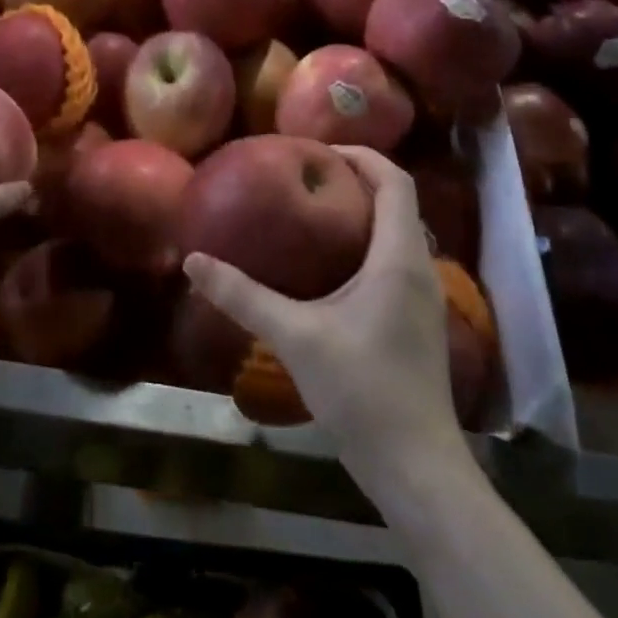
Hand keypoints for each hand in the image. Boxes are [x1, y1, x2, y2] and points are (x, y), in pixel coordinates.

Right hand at [183, 148, 460, 467]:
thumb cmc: (362, 391)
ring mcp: (424, 298)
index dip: (361, 155)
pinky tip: (331, 267)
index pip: (394, 180)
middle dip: (357, 180)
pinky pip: (396, 260)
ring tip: (314, 212)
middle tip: (306, 177)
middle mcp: (420, 268)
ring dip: (363, 213)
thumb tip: (193, 262)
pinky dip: (368, 244)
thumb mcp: (295, 336)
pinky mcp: (417, 322)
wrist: (417, 467)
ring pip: (398, 233)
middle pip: (398, 202)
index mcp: (398, 258)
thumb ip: (244, 297)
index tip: (318, 149)